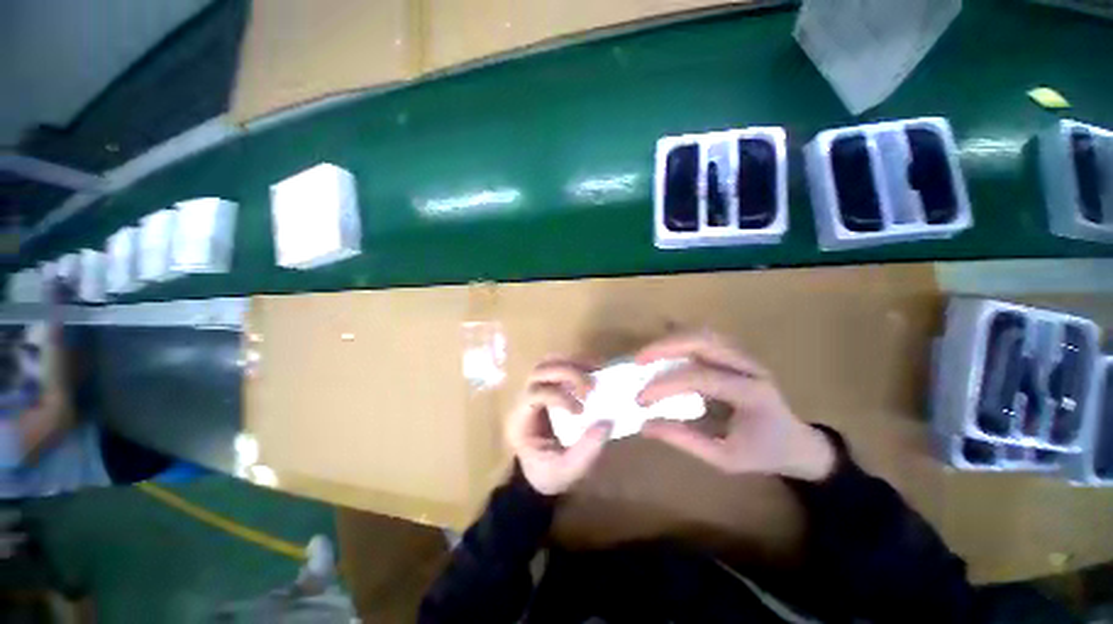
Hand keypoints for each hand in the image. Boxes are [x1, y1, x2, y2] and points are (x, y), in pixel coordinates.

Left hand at [505, 359, 610, 494]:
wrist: (538, 475)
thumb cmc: (548, 474)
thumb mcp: (567, 471)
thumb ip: (586, 450)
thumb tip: (607, 422)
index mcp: (520, 421)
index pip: (533, 394)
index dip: (558, 396)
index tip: (581, 411)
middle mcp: (523, 400)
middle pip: (539, 371)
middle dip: (567, 373)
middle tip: (591, 387)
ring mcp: (534, 390)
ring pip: (547, 363)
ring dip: (572, 363)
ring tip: (595, 373)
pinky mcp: (547, 387)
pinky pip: (558, 366)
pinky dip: (576, 364)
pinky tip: (594, 372)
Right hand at [636, 332, 834, 481]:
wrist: (796, 442)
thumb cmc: (762, 452)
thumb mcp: (725, 458)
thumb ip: (685, 439)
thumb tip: (645, 425)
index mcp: (752, 393)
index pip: (701, 377)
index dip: (666, 384)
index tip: (640, 398)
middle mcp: (750, 366)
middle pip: (703, 340)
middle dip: (665, 347)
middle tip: (638, 360)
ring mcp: (744, 355)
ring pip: (703, 333)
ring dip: (671, 340)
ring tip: (647, 354)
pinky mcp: (737, 353)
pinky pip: (706, 336)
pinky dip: (682, 336)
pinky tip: (665, 339)